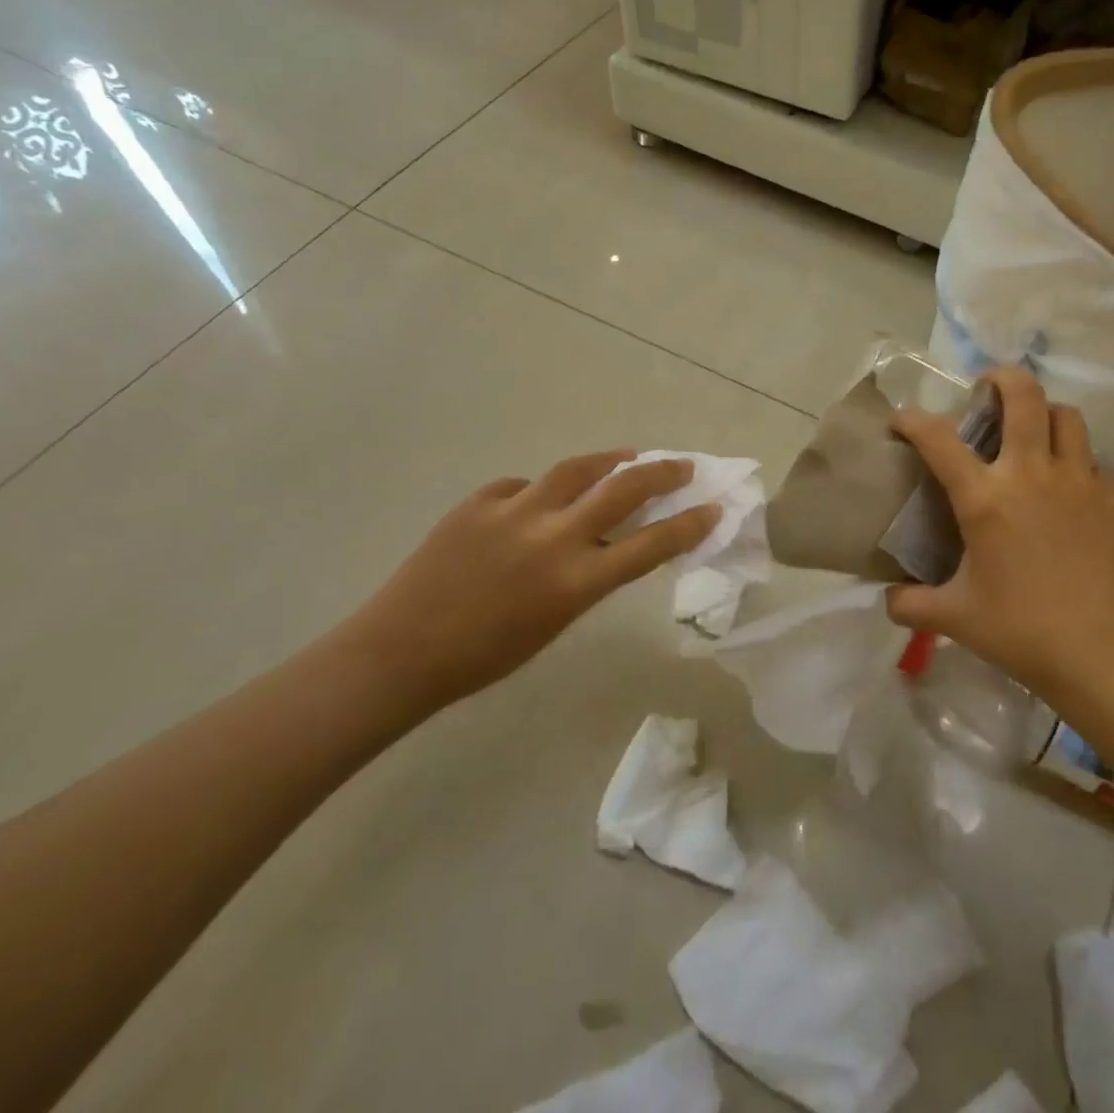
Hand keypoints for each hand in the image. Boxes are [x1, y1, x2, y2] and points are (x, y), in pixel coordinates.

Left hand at [345, 452, 716, 711]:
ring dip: (611, 460)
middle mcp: (553, 538)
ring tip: (627, 456)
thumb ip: (588, 576)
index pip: (650, 544)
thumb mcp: (556, 621)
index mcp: (575, 582)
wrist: (401, 652)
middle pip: (624, 488)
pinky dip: (541, 491)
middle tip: (682, 465)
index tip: (713, 507)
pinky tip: (538, 500)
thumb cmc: (485, 657)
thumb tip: (607, 539)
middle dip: (663, 472)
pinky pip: (524, 485)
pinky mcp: (479, 500)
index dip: (689, 524)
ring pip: (578, 468)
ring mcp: (514, 512)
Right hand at [886, 369, 1113, 704]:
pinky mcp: (1113, 499)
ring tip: (1031, 432)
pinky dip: (1076, 460)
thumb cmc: (1021, 631)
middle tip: (987, 389)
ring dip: (1044, 413)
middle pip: (1023, 395)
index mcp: (985, 498)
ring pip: (1066, 416)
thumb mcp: (954, 619)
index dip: (912, 420)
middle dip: (1001, 378)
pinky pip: (1094, 460)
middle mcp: (1031, 473)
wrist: (1104, 657)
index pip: (937, 438)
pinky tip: (1068, 486)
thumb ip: (911, 604)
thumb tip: (887, 600)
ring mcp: (1079, 481)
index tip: (902, 420)